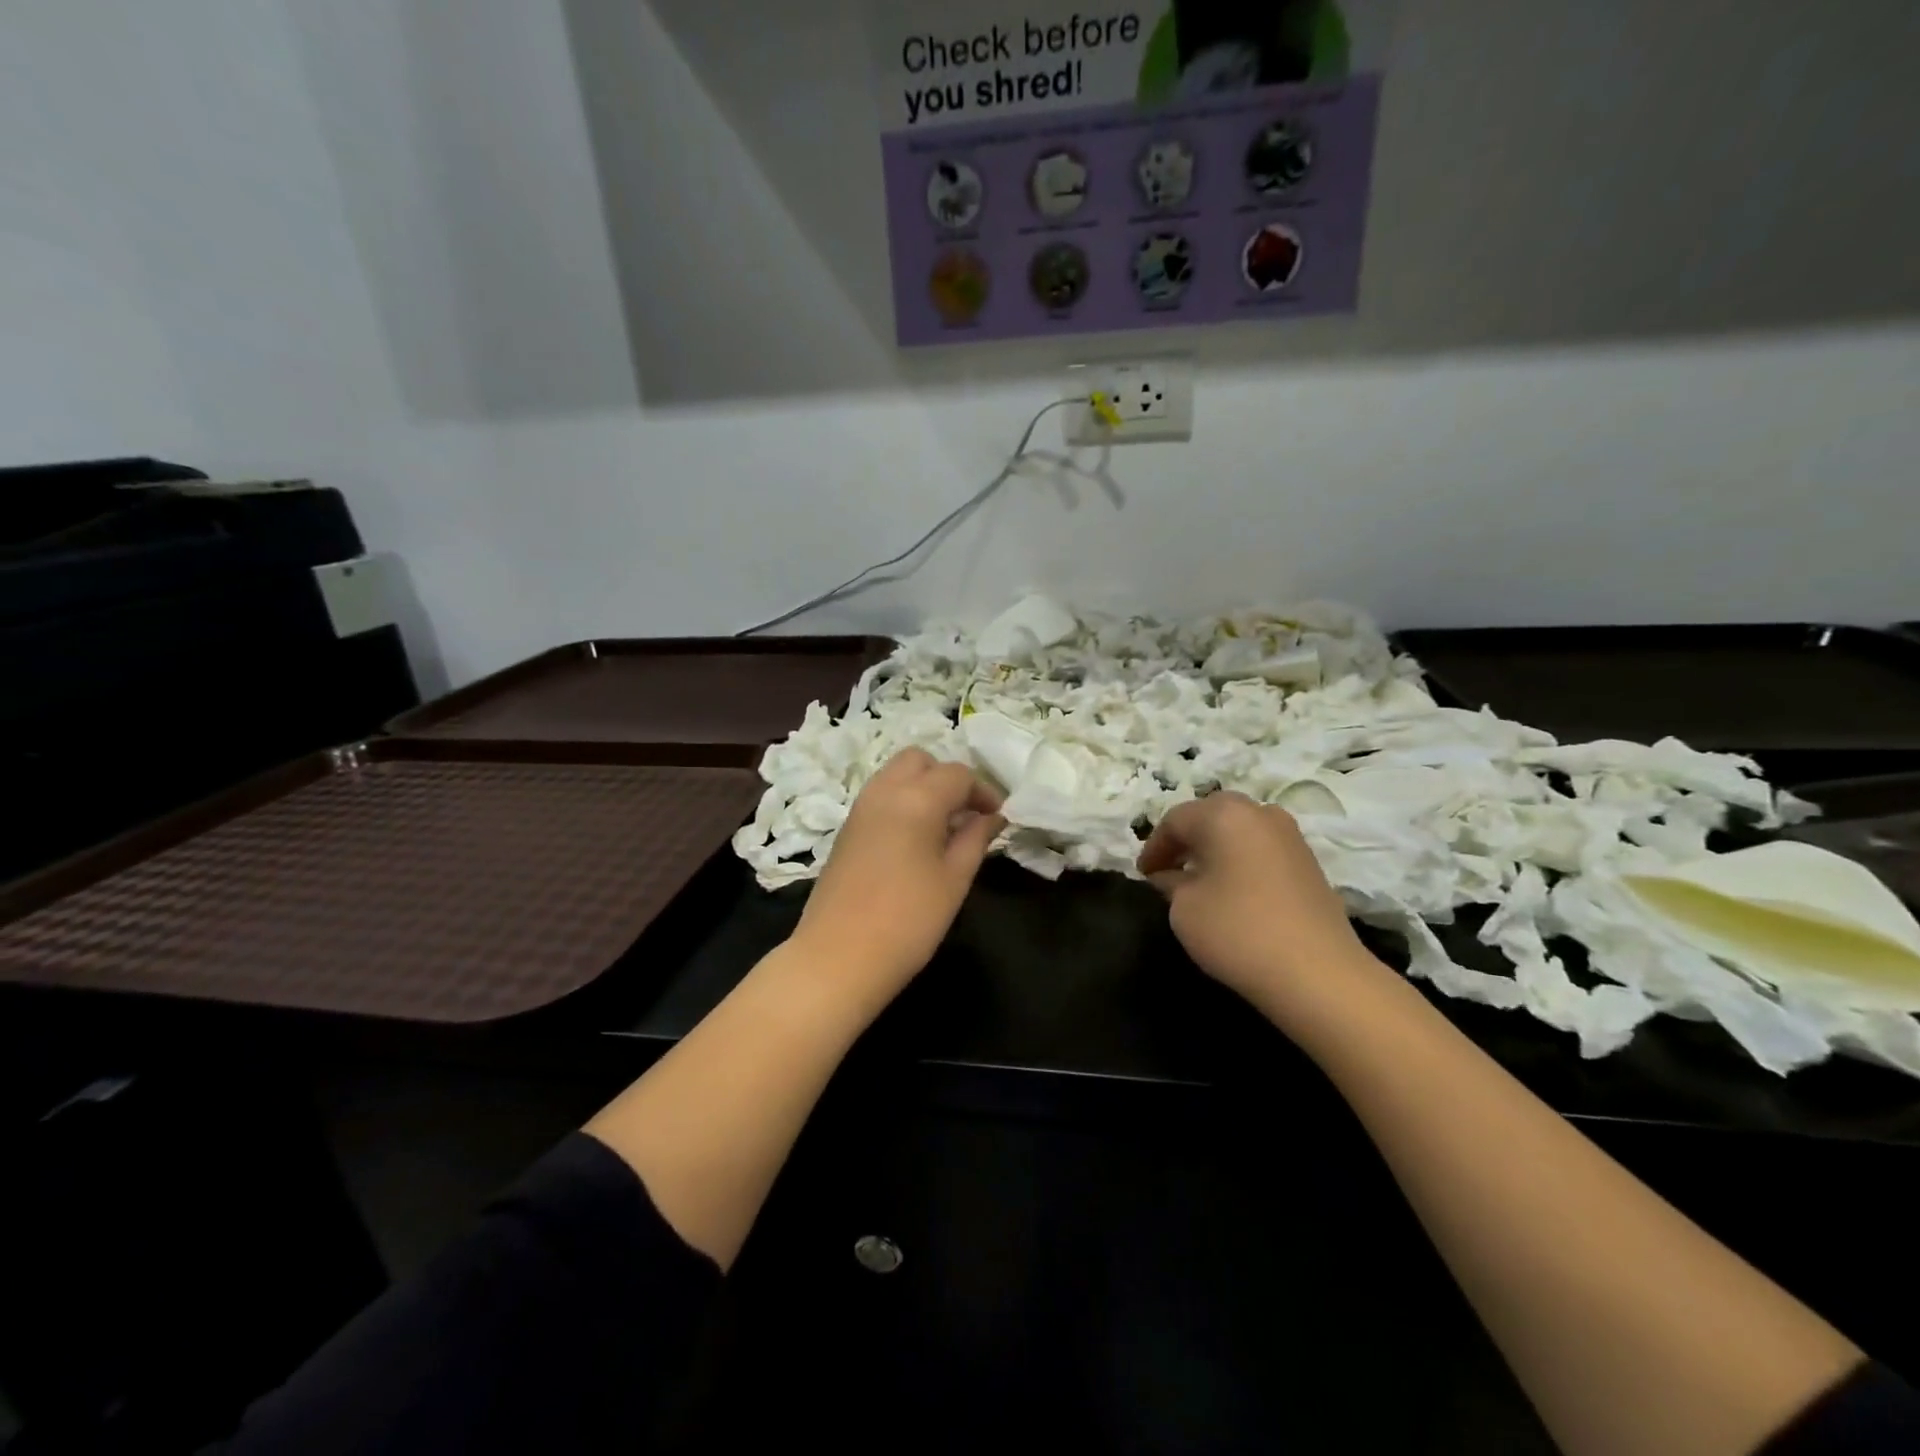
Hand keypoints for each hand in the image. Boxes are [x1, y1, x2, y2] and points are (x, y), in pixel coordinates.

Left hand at [794, 749, 1005, 997]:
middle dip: (947, 777)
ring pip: (895, 774)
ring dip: (922, 787)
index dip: (983, 791)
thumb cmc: (908, 921)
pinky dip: (902, 802)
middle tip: (966, 814)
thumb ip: (975, 839)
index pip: (957, 774)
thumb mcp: (954, 880)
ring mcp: (859, 809)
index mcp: (916, 798)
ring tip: (943, 828)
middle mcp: (884, 791)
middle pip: (919, 760)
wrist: (838, 957)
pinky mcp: (846, 829)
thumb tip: (992, 817)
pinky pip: (879, 796)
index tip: (997, 818)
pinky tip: (915, 840)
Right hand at [1137, 793, 1376, 1015]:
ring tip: (1199, 880)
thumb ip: (1171, 883)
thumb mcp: (1184, 908)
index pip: (1175, 820)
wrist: (1318, 974)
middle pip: (1210, 816)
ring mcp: (1290, 835)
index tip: (1142, 875)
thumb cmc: (1238, 931)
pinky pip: (1261, 848)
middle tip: (1168, 869)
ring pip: (1239, 830)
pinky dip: (1240, 860)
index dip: (1154, 847)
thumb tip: (1170, 876)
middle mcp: (1259, 812)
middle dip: (1186, 840)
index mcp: (1223, 814)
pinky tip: (1232, 890)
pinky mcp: (1309, 862)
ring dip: (1215, 848)